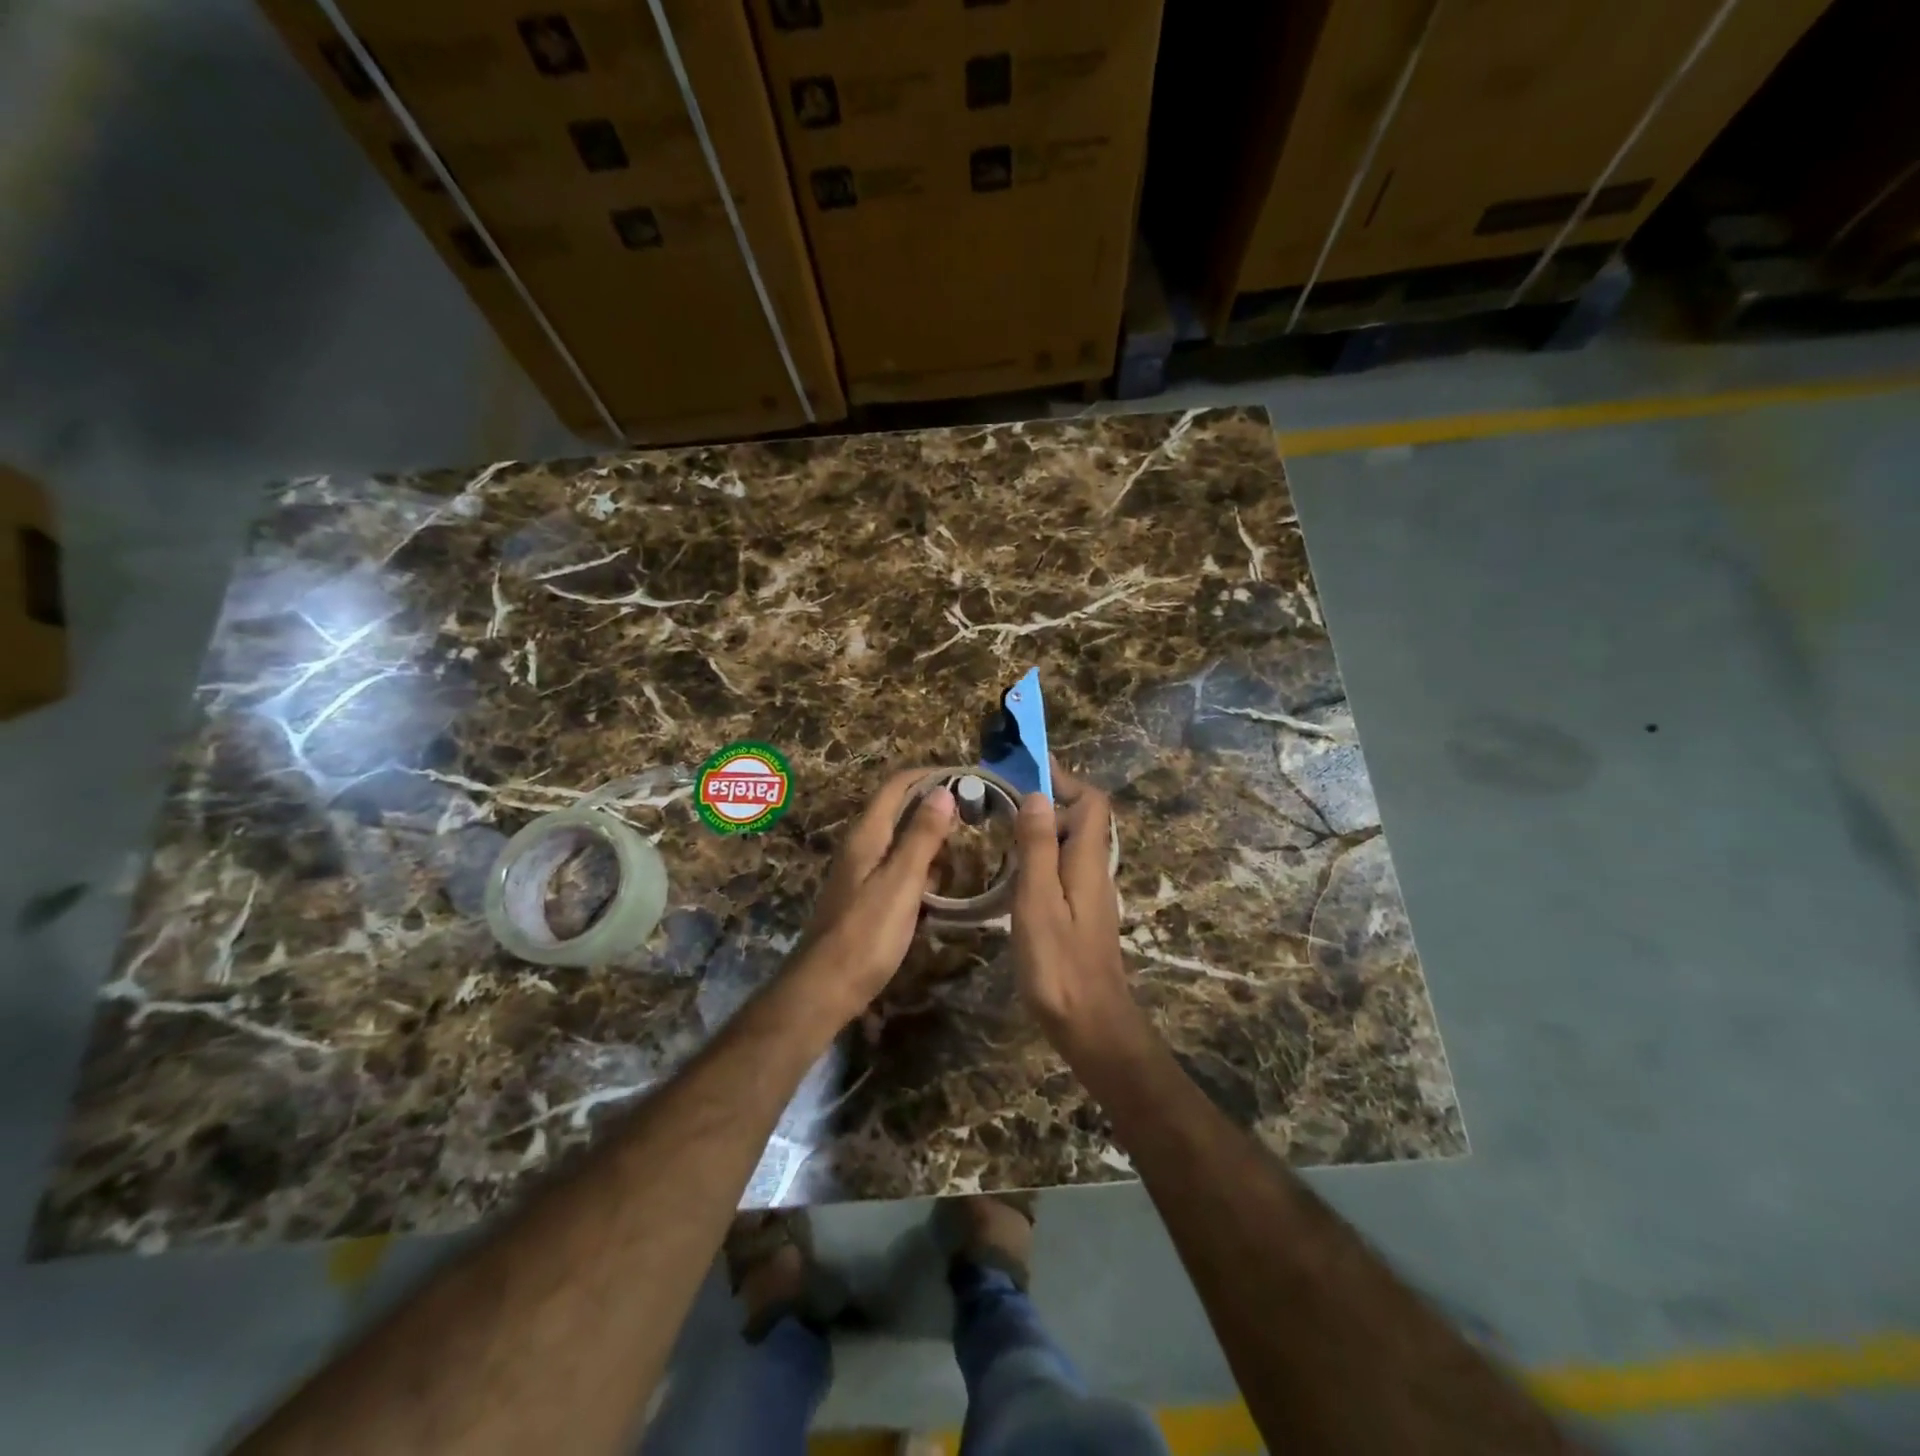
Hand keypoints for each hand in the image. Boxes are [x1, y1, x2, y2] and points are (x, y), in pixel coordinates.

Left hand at [793, 769, 954, 1016]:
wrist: (826, 987)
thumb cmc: (866, 933)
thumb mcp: (901, 881)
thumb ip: (922, 836)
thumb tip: (944, 790)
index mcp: (867, 835)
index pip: (897, 786)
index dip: (930, 775)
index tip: (967, 777)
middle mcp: (861, 846)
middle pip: (899, 810)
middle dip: (935, 804)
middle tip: (976, 811)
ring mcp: (861, 872)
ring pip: (901, 841)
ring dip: (931, 837)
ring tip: (968, 844)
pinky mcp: (866, 897)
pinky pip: (899, 869)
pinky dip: (923, 867)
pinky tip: (943, 884)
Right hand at [1010, 762, 1136, 1050]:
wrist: (1090, 1025)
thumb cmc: (1059, 964)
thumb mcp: (1039, 901)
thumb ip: (1039, 848)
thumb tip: (1038, 795)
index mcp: (1088, 861)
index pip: (1091, 801)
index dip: (1064, 777)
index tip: (1027, 765)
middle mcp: (1094, 870)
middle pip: (1082, 817)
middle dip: (1048, 796)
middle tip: (1003, 793)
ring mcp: (1089, 893)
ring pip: (1071, 842)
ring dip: (1043, 824)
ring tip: (1002, 821)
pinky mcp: (1080, 912)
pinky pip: (1063, 865)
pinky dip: (1042, 851)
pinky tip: (1014, 866)